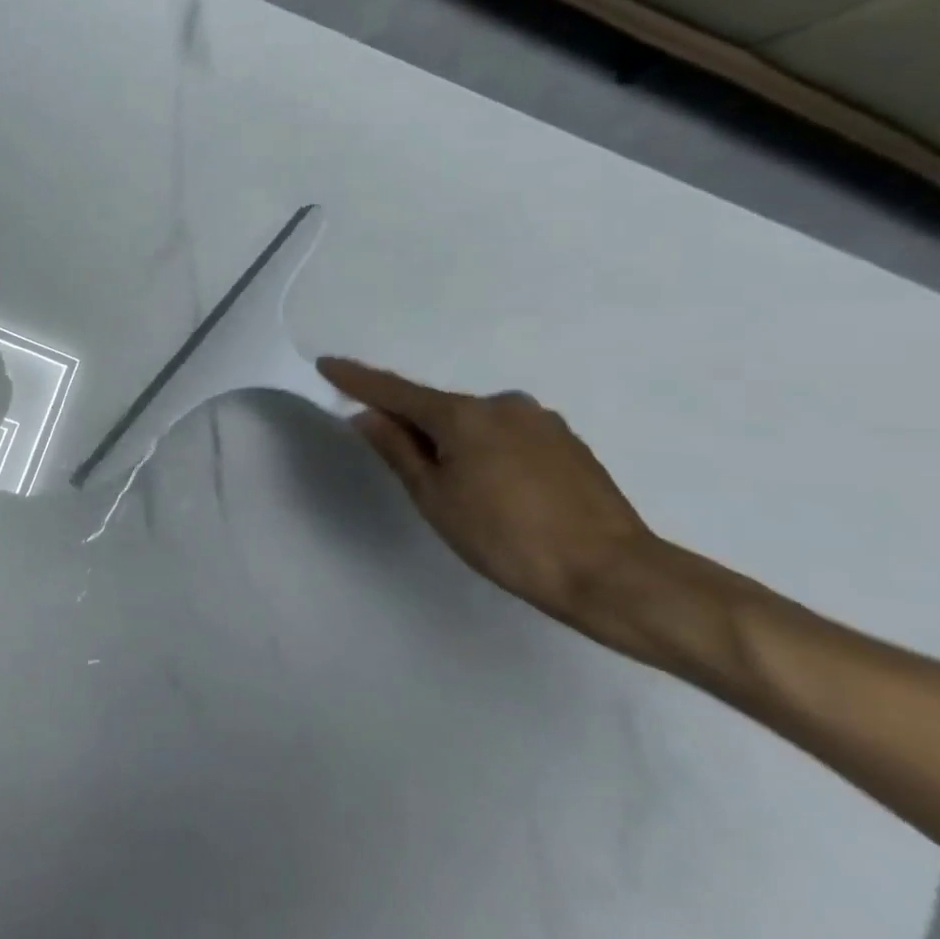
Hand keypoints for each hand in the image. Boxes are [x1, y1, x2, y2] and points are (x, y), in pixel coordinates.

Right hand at [317, 357, 655, 641]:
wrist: (613, 574)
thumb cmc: (506, 538)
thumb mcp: (435, 498)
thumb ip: (397, 450)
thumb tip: (368, 415)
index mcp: (463, 415)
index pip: (395, 391)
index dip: (357, 380)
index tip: (326, 364)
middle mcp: (502, 404)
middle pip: (438, 408)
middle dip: (414, 426)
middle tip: (407, 467)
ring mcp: (540, 420)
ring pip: (475, 423)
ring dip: (455, 442)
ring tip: (462, 491)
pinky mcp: (567, 442)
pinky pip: (507, 435)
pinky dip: (487, 450)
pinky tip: (499, 489)